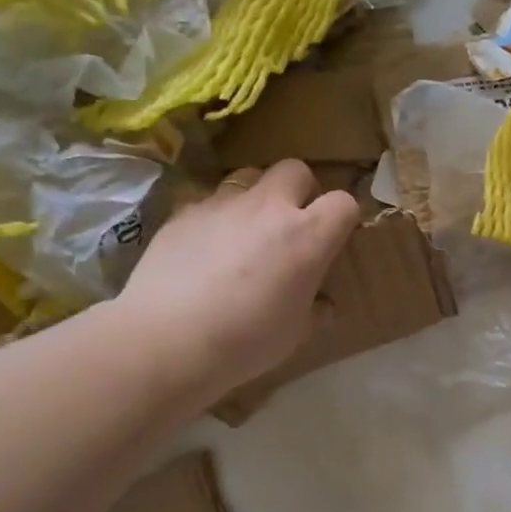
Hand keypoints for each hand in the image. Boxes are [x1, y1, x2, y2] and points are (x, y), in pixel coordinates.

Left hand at [115, 161, 359, 391]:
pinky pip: (209, 200)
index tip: (334, 239)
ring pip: (250, 176)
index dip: (343, 217)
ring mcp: (223, 204)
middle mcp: (269, 208)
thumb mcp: (295, 333)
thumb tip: (322, 304)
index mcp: (307, 237)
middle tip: (291, 224)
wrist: (167, 339)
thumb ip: (315, 311)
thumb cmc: (246, 341)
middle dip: (300, 190)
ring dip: (257, 197)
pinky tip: (205, 248)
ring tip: (246, 231)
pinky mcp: (184, 211)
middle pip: (296, 170)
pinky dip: (217, 216)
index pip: (343, 203)